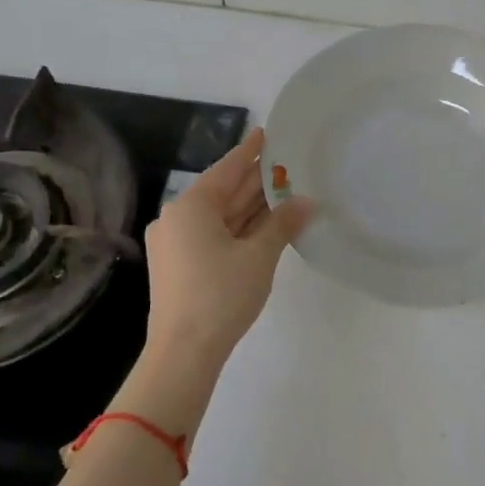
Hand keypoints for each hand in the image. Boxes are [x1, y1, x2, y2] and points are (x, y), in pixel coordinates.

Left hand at [143, 128, 314, 371]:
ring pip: (220, 215)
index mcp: (191, 207)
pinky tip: (266, 224)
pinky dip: (240, 228)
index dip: (251, 150)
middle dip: (256, 181)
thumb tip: (307, 201)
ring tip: (285, 190)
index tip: (268, 132)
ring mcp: (176, 243)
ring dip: (251, 207)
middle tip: (289, 163)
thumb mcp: (259, 256)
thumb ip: (283, 224)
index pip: (228, 168)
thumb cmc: (220, 295)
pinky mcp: (180, 265)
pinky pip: (214, 234)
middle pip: (223, 191)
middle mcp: (178, 218)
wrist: (183, 353)